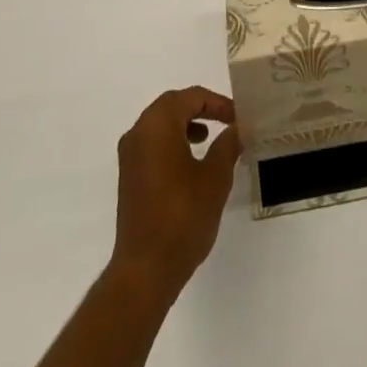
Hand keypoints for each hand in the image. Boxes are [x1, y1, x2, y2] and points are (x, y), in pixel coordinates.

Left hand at [110, 87, 241, 302]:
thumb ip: (227, 146)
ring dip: (185, 124)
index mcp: (158, 124)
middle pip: (172, 105)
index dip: (218, 103)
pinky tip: (190, 163)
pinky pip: (152, 143)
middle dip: (201, 109)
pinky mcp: (128, 176)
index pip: (191, 97)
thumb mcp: (215, 178)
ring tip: (208, 139)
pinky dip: (172, 141)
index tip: (238, 117)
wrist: (145, 269)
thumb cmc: (183, 216)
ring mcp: (129, 155)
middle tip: (226, 120)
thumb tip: (237, 129)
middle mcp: (139, 132)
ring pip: (160, 124)